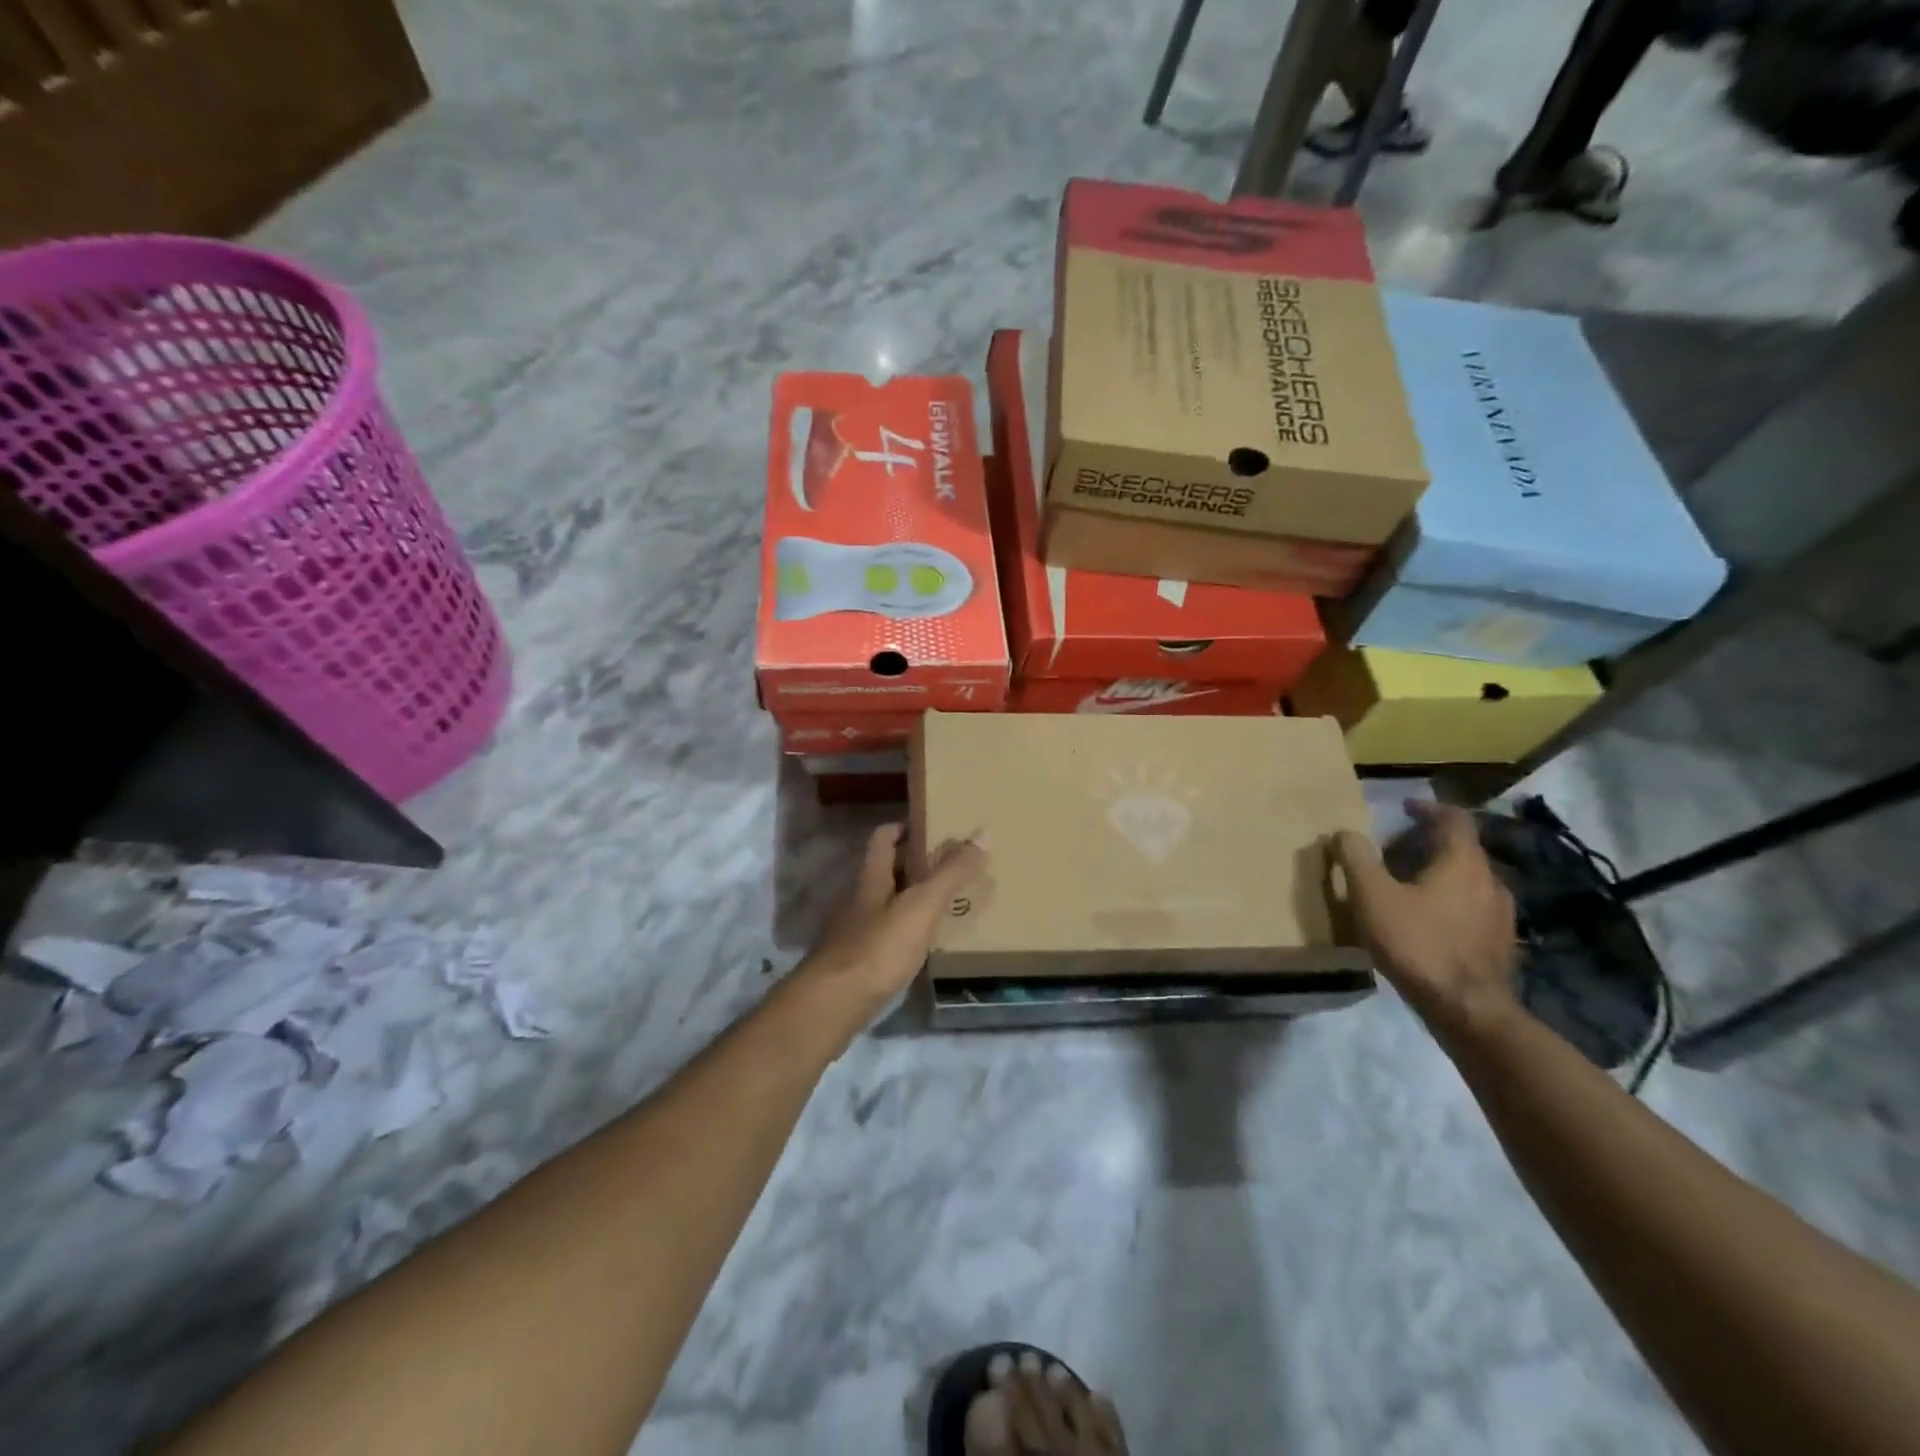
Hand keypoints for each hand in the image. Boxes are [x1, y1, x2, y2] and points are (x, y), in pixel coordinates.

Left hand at [795, 824, 988, 1026]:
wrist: (833, 1005)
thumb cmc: (878, 948)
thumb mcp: (921, 906)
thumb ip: (951, 872)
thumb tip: (983, 831)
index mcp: (871, 877)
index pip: (883, 837)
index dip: (905, 827)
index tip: (934, 828)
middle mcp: (859, 899)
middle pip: (886, 870)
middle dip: (915, 864)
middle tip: (952, 866)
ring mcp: (856, 931)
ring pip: (887, 904)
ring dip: (913, 899)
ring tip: (947, 903)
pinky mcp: (858, 961)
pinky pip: (887, 935)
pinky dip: (907, 931)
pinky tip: (926, 944)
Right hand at [1334, 801, 1518, 1048]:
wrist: (1467, 1009)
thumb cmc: (1418, 943)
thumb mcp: (1372, 897)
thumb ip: (1357, 859)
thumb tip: (1346, 832)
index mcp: (1463, 862)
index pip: (1455, 818)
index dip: (1429, 808)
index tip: (1405, 808)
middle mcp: (1490, 880)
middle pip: (1462, 849)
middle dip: (1428, 844)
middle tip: (1393, 851)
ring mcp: (1501, 914)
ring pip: (1468, 879)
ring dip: (1440, 874)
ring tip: (1408, 886)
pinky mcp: (1500, 943)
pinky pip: (1473, 907)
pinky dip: (1450, 901)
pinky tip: (1428, 922)